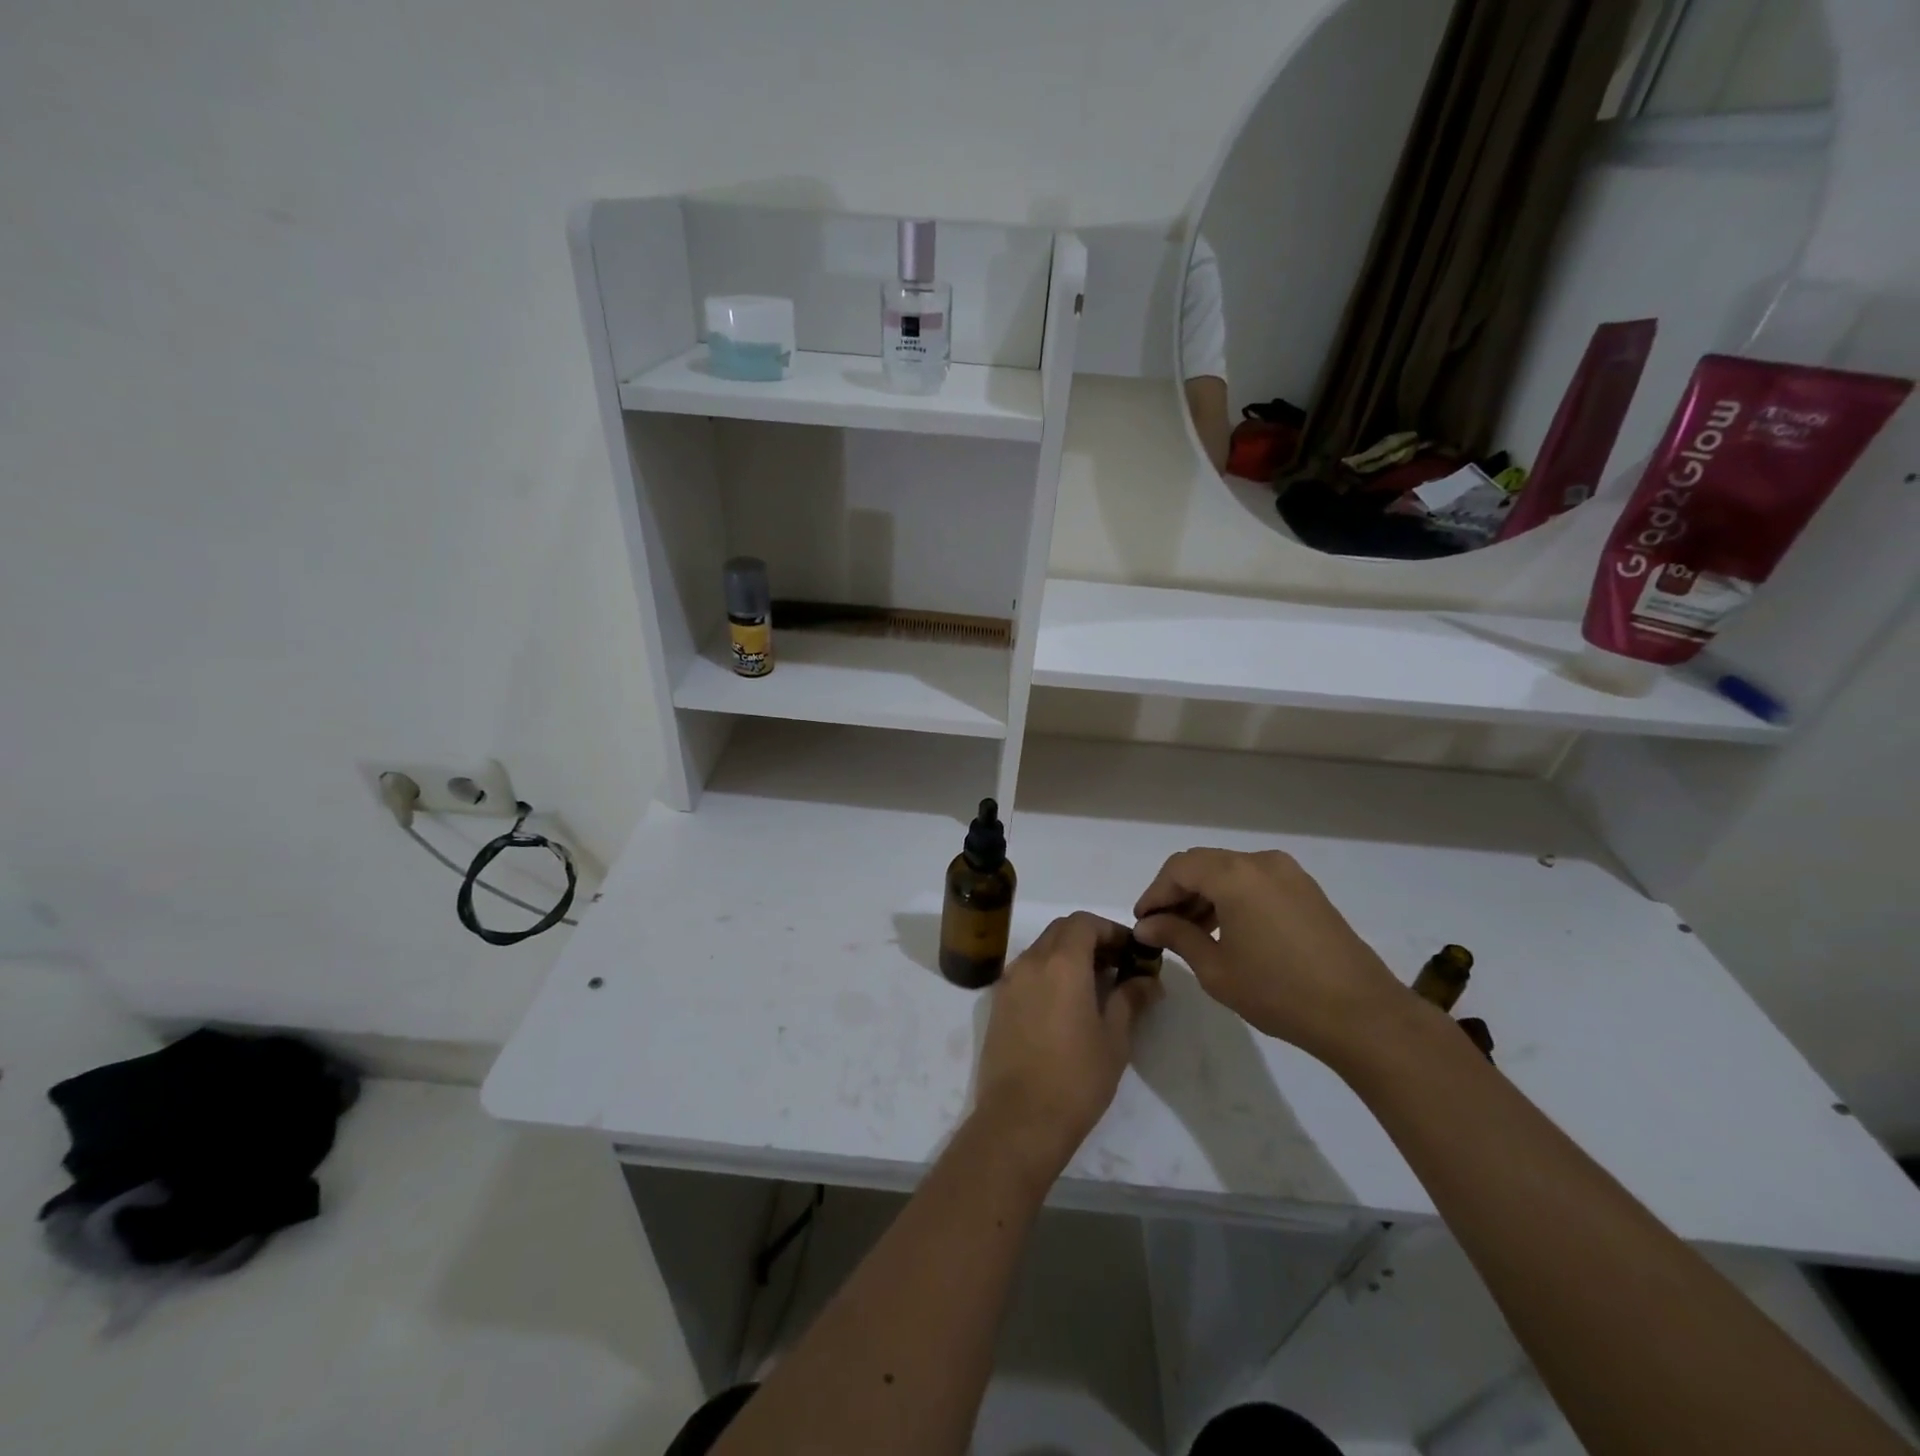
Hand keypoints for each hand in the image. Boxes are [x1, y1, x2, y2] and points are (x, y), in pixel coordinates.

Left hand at [973, 913, 1161, 1182]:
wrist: (1019, 1119)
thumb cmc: (1076, 1078)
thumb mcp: (1114, 1039)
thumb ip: (1130, 1000)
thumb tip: (1148, 980)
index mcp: (1062, 963)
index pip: (1084, 922)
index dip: (1110, 930)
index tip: (1130, 951)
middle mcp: (1031, 961)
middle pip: (1061, 930)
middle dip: (1090, 938)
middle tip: (1116, 965)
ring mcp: (1009, 981)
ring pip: (1041, 948)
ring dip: (1067, 954)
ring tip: (1093, 985)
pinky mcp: (997, 1002)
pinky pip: (1026, 971)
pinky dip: (1047, 972)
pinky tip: (1064, 1003)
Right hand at [1132, 848, 1418, 1066]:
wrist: (1362, 1014)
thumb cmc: (1279, 992)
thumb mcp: (1216, 969)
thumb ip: (1177, 937)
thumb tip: (1147, 925)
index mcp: (1235, 875)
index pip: (1179, 868)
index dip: (1155, 893)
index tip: (1143, 922)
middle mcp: (1261, 862)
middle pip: (1204, 864)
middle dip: (1177, 892)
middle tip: (1162, 927)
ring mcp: (1289, 874)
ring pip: (1230, 871)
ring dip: (1205, 894)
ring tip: (1192, 932)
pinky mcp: (1307, 890)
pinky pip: (1255, 881)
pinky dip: (1232, 897)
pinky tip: (1227, 930)